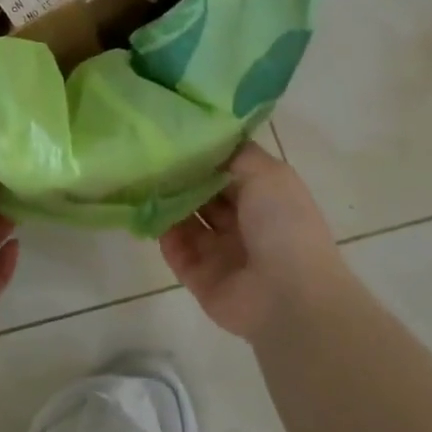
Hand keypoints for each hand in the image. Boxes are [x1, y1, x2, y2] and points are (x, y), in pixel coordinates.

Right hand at [159, 141, 343, 342]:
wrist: (289, 297)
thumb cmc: (283, 225)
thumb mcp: (268, 173)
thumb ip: (235, 154)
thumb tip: (206, 140)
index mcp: (265, 199)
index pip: (227, 170)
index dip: (203, 154)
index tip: (174, 134)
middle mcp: (243, 224)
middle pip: (204, 195)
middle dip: (181, 177)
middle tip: (150, 154)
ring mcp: (222, 253)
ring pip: (187, 221)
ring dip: (167, 202)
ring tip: (141, 178)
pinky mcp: (201, 278)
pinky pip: (176, 251)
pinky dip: (162, 233)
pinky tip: (145, 212)